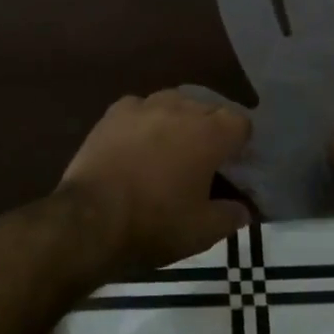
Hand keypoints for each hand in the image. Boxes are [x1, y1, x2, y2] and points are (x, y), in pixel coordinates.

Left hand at [56, 90, 251, 280]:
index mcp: (210, 133)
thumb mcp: (203, 232)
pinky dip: (145, 120)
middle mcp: (181, 108)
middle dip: (212, 128)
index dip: (242, 142)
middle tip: (205, 158)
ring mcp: (144, 106)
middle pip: (209, 107)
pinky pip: (140, 107)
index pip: (241, 122)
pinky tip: (139, 141)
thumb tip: (242, 209)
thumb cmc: (155, 223)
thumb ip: (231, 217)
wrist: (91, 218)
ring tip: (173, 145)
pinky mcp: (114, 112)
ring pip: (174, 101)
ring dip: (180, 119)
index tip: (236, 163)